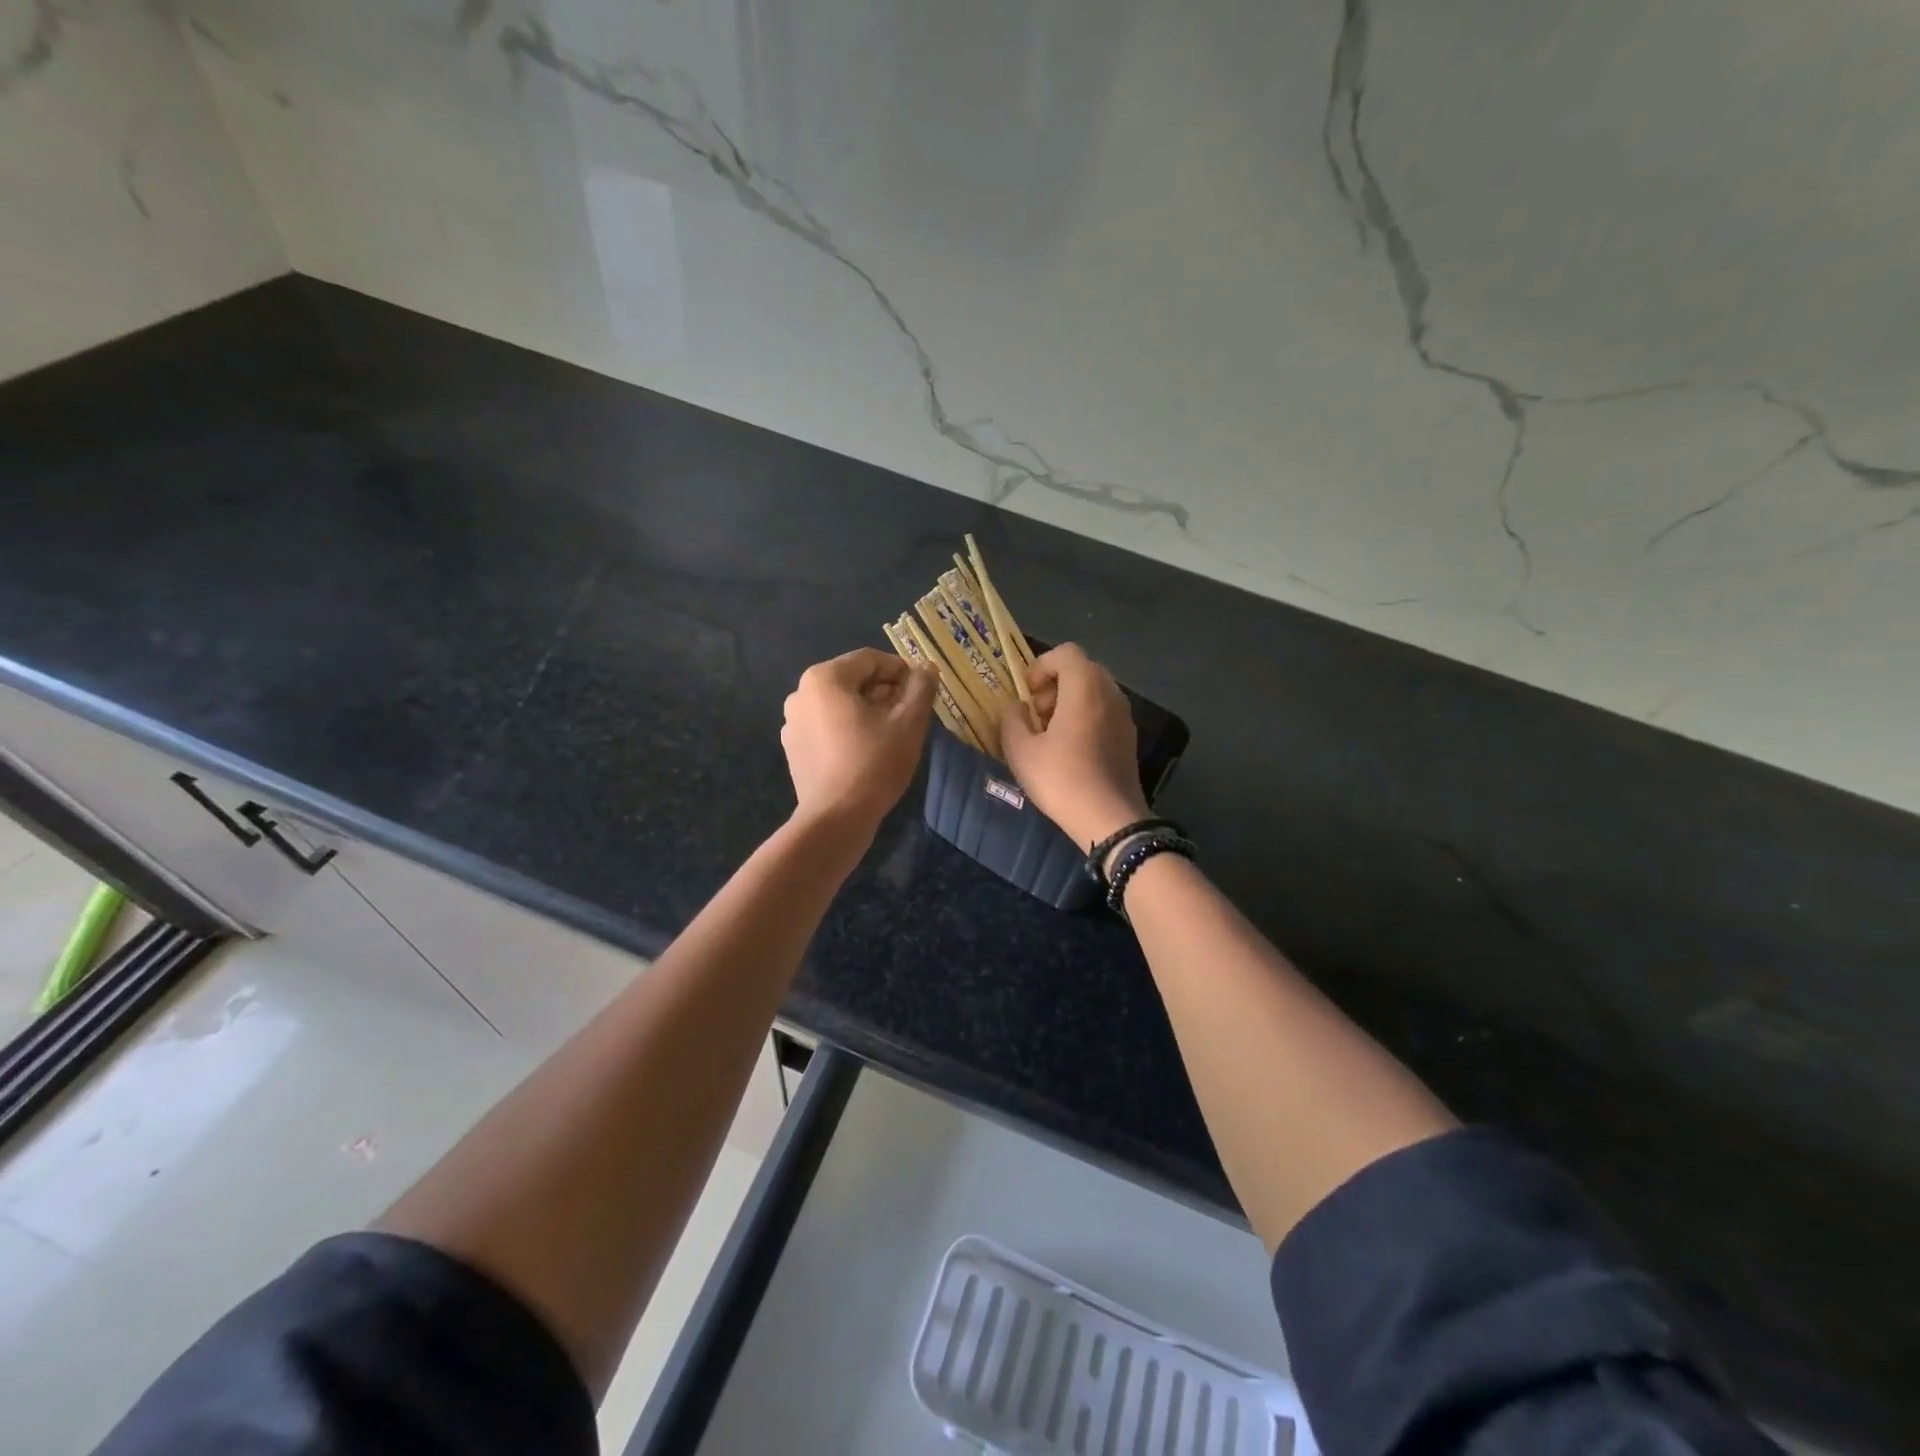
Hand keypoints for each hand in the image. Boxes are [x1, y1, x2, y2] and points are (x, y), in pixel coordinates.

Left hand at [781, 648, 935, 840]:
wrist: (835, 819)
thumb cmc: (874, 763)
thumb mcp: (909, 722)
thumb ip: (920, 688)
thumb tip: (927, 668)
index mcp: (824, 678)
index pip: (871, 660)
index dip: (901, 672)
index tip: (921, 693)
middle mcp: (800, 693)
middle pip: (853, 680)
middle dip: (884, 692)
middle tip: (909, 715)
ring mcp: (792, 722)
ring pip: (839, 705)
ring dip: (867, 711)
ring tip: (890, 735)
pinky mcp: (793, 748)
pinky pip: (826, 727)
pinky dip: (847, 730)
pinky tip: (866, 752)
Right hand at [999, 643, 1149, 847]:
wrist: (1109, 819)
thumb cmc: (1061, 779)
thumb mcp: (1021, 750)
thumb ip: (1012, 719)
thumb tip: (1018, 707)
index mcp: (1085, 688)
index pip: (1065, 653)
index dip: (1041, 666)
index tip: (1026, 693)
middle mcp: (1110, 693)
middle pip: (1082, 669)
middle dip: (1055, 684)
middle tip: (1036, 714)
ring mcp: (1125, 715)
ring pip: (1094, 691)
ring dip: (1069, 701)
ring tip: (1050, 734)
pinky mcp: (1130, 737)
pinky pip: (1104, 711)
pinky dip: (1085, 717)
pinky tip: (1071, 750)